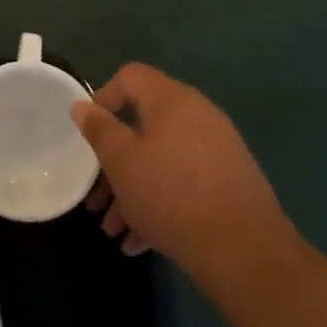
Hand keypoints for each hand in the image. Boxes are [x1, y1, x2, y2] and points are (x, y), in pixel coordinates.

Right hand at [72, 64, 288, 283]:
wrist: (244, 249)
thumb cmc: (171, 195)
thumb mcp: (122, 162)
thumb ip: (99, 130)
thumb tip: (82, 105)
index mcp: (171, 100)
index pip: (129, 77)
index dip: (103, 99)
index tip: (89, 136)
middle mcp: (197, 115)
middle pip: (143, 125)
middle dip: (113, 163)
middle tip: (95, 198)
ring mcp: (216, 149)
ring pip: (161, 160)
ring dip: (132, 190)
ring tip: (114, 230)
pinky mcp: (227, 181)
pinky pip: (183, 181)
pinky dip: (159, 202)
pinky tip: (140, 241)